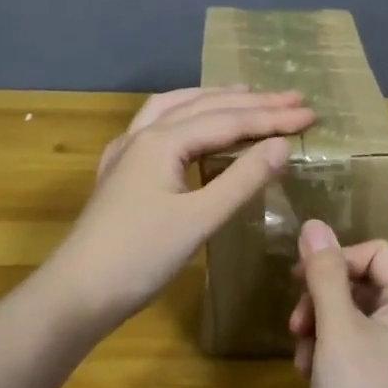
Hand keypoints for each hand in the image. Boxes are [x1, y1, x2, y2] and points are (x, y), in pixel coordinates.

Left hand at [42, 87, 316, 331]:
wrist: (77, 293)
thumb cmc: (140, 258)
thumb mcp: (198, 219)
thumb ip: (242, 179)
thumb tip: (282, 145)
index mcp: (162, 141)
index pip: (228, 121)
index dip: (272, 117)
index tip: (310, 113)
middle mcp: (143, 135)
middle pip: (204, 107)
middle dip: (251, 102)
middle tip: (292, 97)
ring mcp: (126, 152)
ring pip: (175, 109)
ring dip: (213, 99)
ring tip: (245, 93)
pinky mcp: (120, 172)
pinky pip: (156, 127)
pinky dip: (184, 116)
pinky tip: (190, 126)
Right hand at [289, 220, 387, 387]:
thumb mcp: (337, 331)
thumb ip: (324, 276)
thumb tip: (314, 225)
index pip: (377, 252)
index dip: (339, 257)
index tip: (302, 278)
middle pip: (361, 282)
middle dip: (323, 295)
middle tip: (297, 321)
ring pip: (349, 315)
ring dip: (318, 324)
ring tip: (301, 353)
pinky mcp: (376, 383)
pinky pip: (348, 346)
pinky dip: (324, 351)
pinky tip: (306, 373)